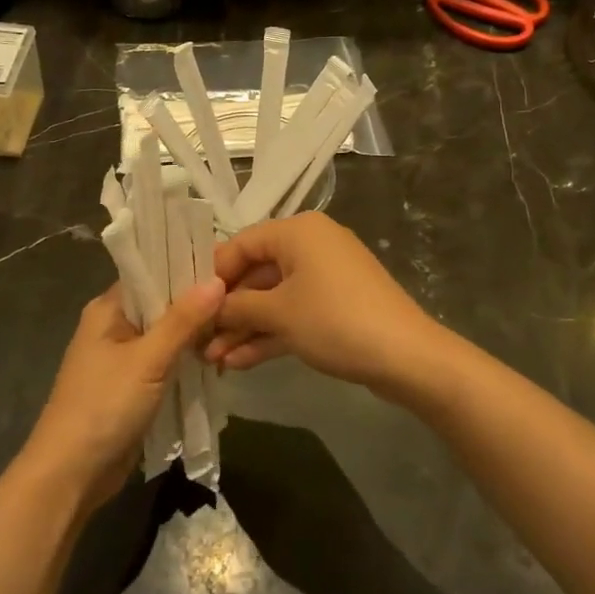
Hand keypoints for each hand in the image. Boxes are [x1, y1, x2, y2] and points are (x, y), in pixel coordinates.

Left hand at [20, 279, 225, 511]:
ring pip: (167, 338)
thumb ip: (183, 321)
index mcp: (108, 309)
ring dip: (196, 338)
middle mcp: (114, 327)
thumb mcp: (147, 360)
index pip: (152, 274)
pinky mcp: (133, 388)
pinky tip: (219, 360)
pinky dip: (188, 363)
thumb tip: (217, 280)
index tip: (229, 265)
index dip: (187, 269)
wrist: (71, 473)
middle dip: (198, 307)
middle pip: (162, 306)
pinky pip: (166, 365)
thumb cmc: (104, 406)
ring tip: (239, 328)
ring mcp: (123, 360)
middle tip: (243, 299)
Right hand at [206, 214, 442, 395]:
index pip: (241, 244)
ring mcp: (325, 278)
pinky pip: (293, 313)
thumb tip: (206, 308)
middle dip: (227, 310)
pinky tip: (239, 362)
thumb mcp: (278, 313)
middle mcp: (311, 246)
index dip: (212, 275)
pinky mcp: (335, 306)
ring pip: (273, 298)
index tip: (188, 305)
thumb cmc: (335, 320)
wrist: (406, 357)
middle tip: (197, 339)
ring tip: (212, 359)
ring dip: (244, 327)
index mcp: (297, 231)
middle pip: (256, 273)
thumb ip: (236, 307)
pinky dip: (269, 334)